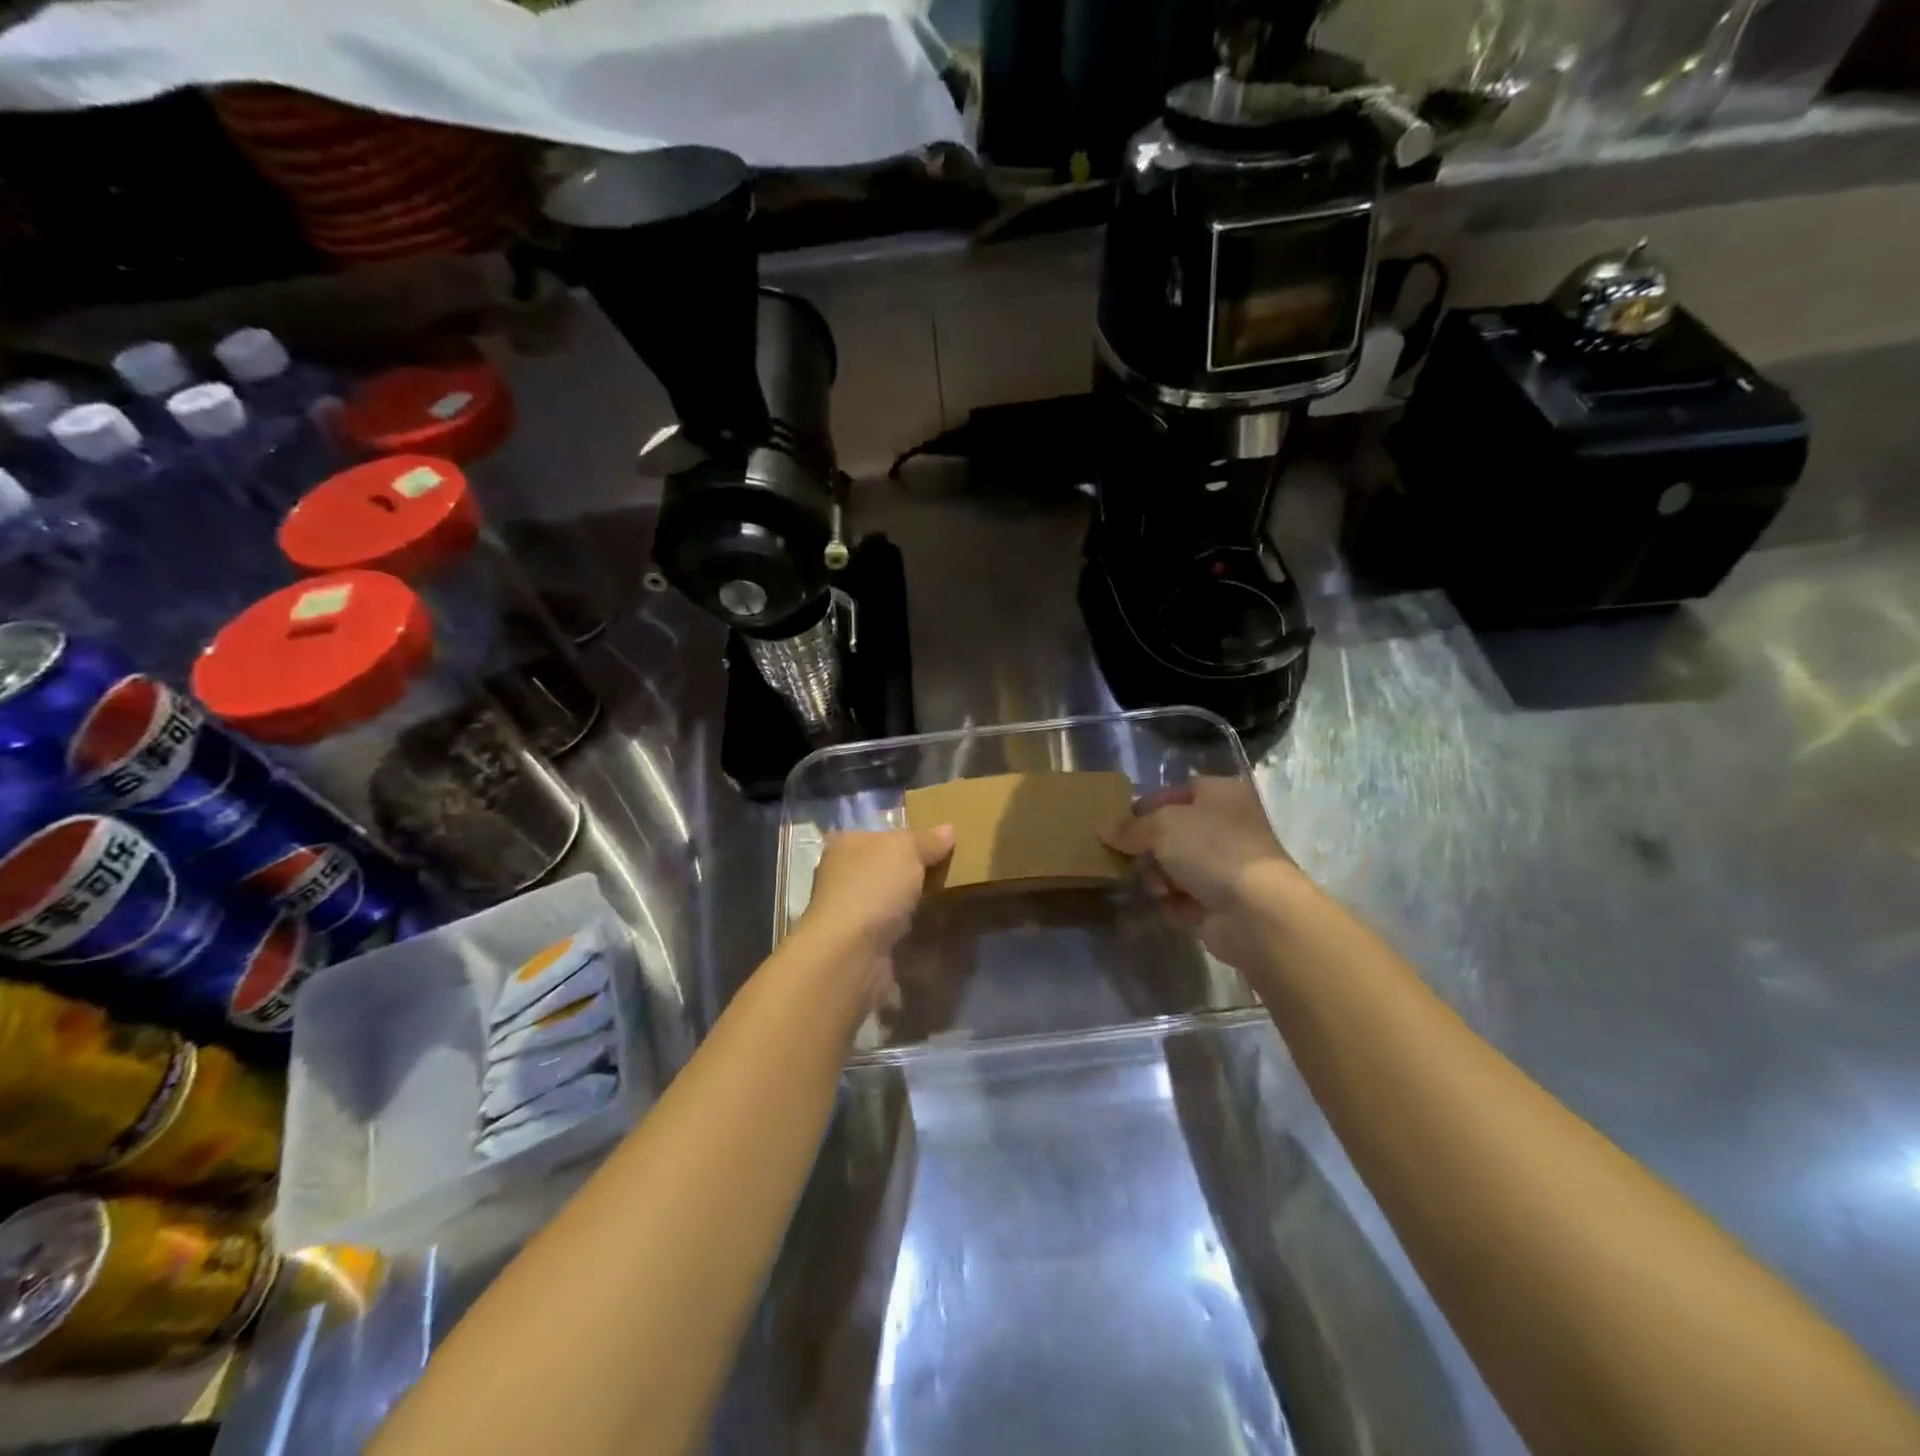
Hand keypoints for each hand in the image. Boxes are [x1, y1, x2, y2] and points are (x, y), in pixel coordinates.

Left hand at [801, 826, 954, 955]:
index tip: (938, 843)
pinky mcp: (862, 945)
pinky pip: (895, 932)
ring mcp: (851, 913)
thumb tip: (948, 829)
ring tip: (952, 901)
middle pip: (886, 868)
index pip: (878, 833)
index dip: (907, 835)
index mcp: (845, 845)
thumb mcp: (906, 850)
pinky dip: (914, 933)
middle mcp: (842, 876)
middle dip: (914, 872)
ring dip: (915, 905)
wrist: (850, 954)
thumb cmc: (873, 887)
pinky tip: (939, 931)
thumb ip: (927, 840)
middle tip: (951, 871)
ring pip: (890, 902)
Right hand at [1102, 776, 1306, 964]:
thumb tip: (1104, 830)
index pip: (1177, 791)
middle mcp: (1228, 825)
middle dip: (1149, 847)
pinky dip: (1174, 901)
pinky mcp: (1224, 901)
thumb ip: (1130, 827)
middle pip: (1175, 831)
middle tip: (1126, 856)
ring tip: (1156, 887)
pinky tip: (1169, 905)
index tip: (1119, 822)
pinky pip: (1186, 896)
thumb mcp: (1162, 826)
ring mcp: (1228, 865)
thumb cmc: (1211, 849)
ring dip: (1160, 877)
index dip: (1147, 805)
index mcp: (1221, 794)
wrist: (1256, 910)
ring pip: (1178, 866)